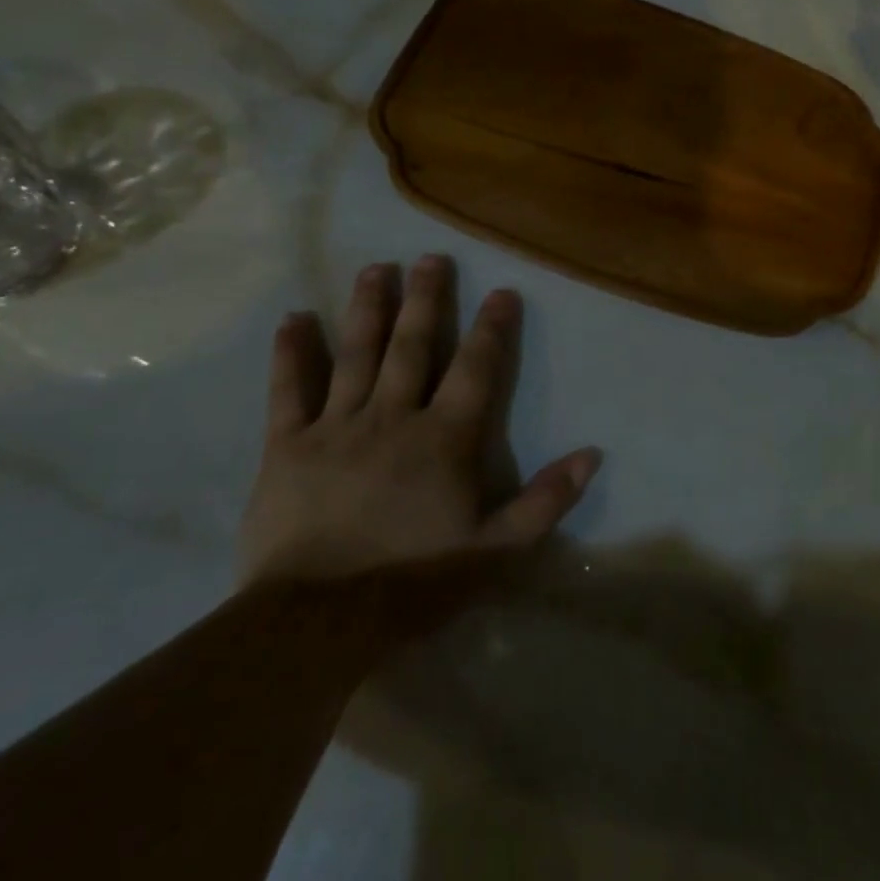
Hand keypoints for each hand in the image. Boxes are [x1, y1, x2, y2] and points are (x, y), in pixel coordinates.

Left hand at [239, 254, 599, 587]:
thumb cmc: (413, 582)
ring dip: (369, 308)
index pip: (476, 370)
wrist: (317, 622)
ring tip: (378, 268)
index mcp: (444, 438)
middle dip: (427, 299)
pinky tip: (294, 318)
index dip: (492, 328)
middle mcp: (392, 417)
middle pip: (413, 346)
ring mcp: (336, 427)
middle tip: (432, 257)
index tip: (502, 291)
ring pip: (356, 354)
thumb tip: (592, 455)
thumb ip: (545, 501)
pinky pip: (288, 391)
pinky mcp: (287, 447)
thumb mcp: (496, 551)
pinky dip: (291, 353)